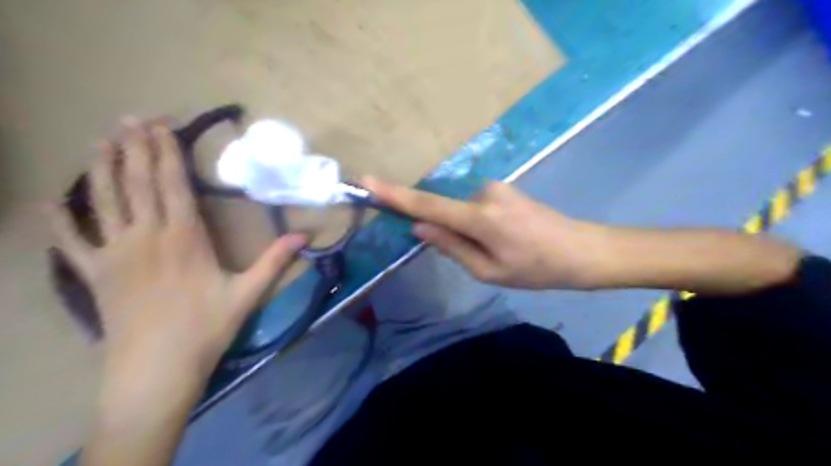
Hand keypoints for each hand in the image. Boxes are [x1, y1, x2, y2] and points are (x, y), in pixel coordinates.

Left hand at [50, 118, 306, 383]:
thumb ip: (275, 261)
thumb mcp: (248, 293)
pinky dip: (58, 221)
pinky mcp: (94, 275)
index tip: (162, 126)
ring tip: (102, 140)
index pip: (174, 185)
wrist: (157, 369)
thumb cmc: (206, 328)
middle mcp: (146, 237)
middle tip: (132, 118)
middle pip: (139, 183)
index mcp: (184, 238)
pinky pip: (71, 243)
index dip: (167, 153)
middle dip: (136, 148)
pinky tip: (48, 201)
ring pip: (104, 201)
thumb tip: (305, 236)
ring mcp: (115, 254)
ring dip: (103, 168)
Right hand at [362, 177, 608, 289]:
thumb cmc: (537, 269)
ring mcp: (495, 187)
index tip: (365, 181)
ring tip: (499, 250)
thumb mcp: (489, 271)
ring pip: (462, 211)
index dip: (394, 194)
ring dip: (467, 231)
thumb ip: (451, 247)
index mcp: (480, 218)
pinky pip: (475, 206)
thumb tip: (419, 228)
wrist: (581, 250)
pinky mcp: (503, 188)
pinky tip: (504, 239)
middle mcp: (484, 193)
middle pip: (446, 211)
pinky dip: (476, 223)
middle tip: (479, 257)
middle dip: (448, 233)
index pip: (427, 204)